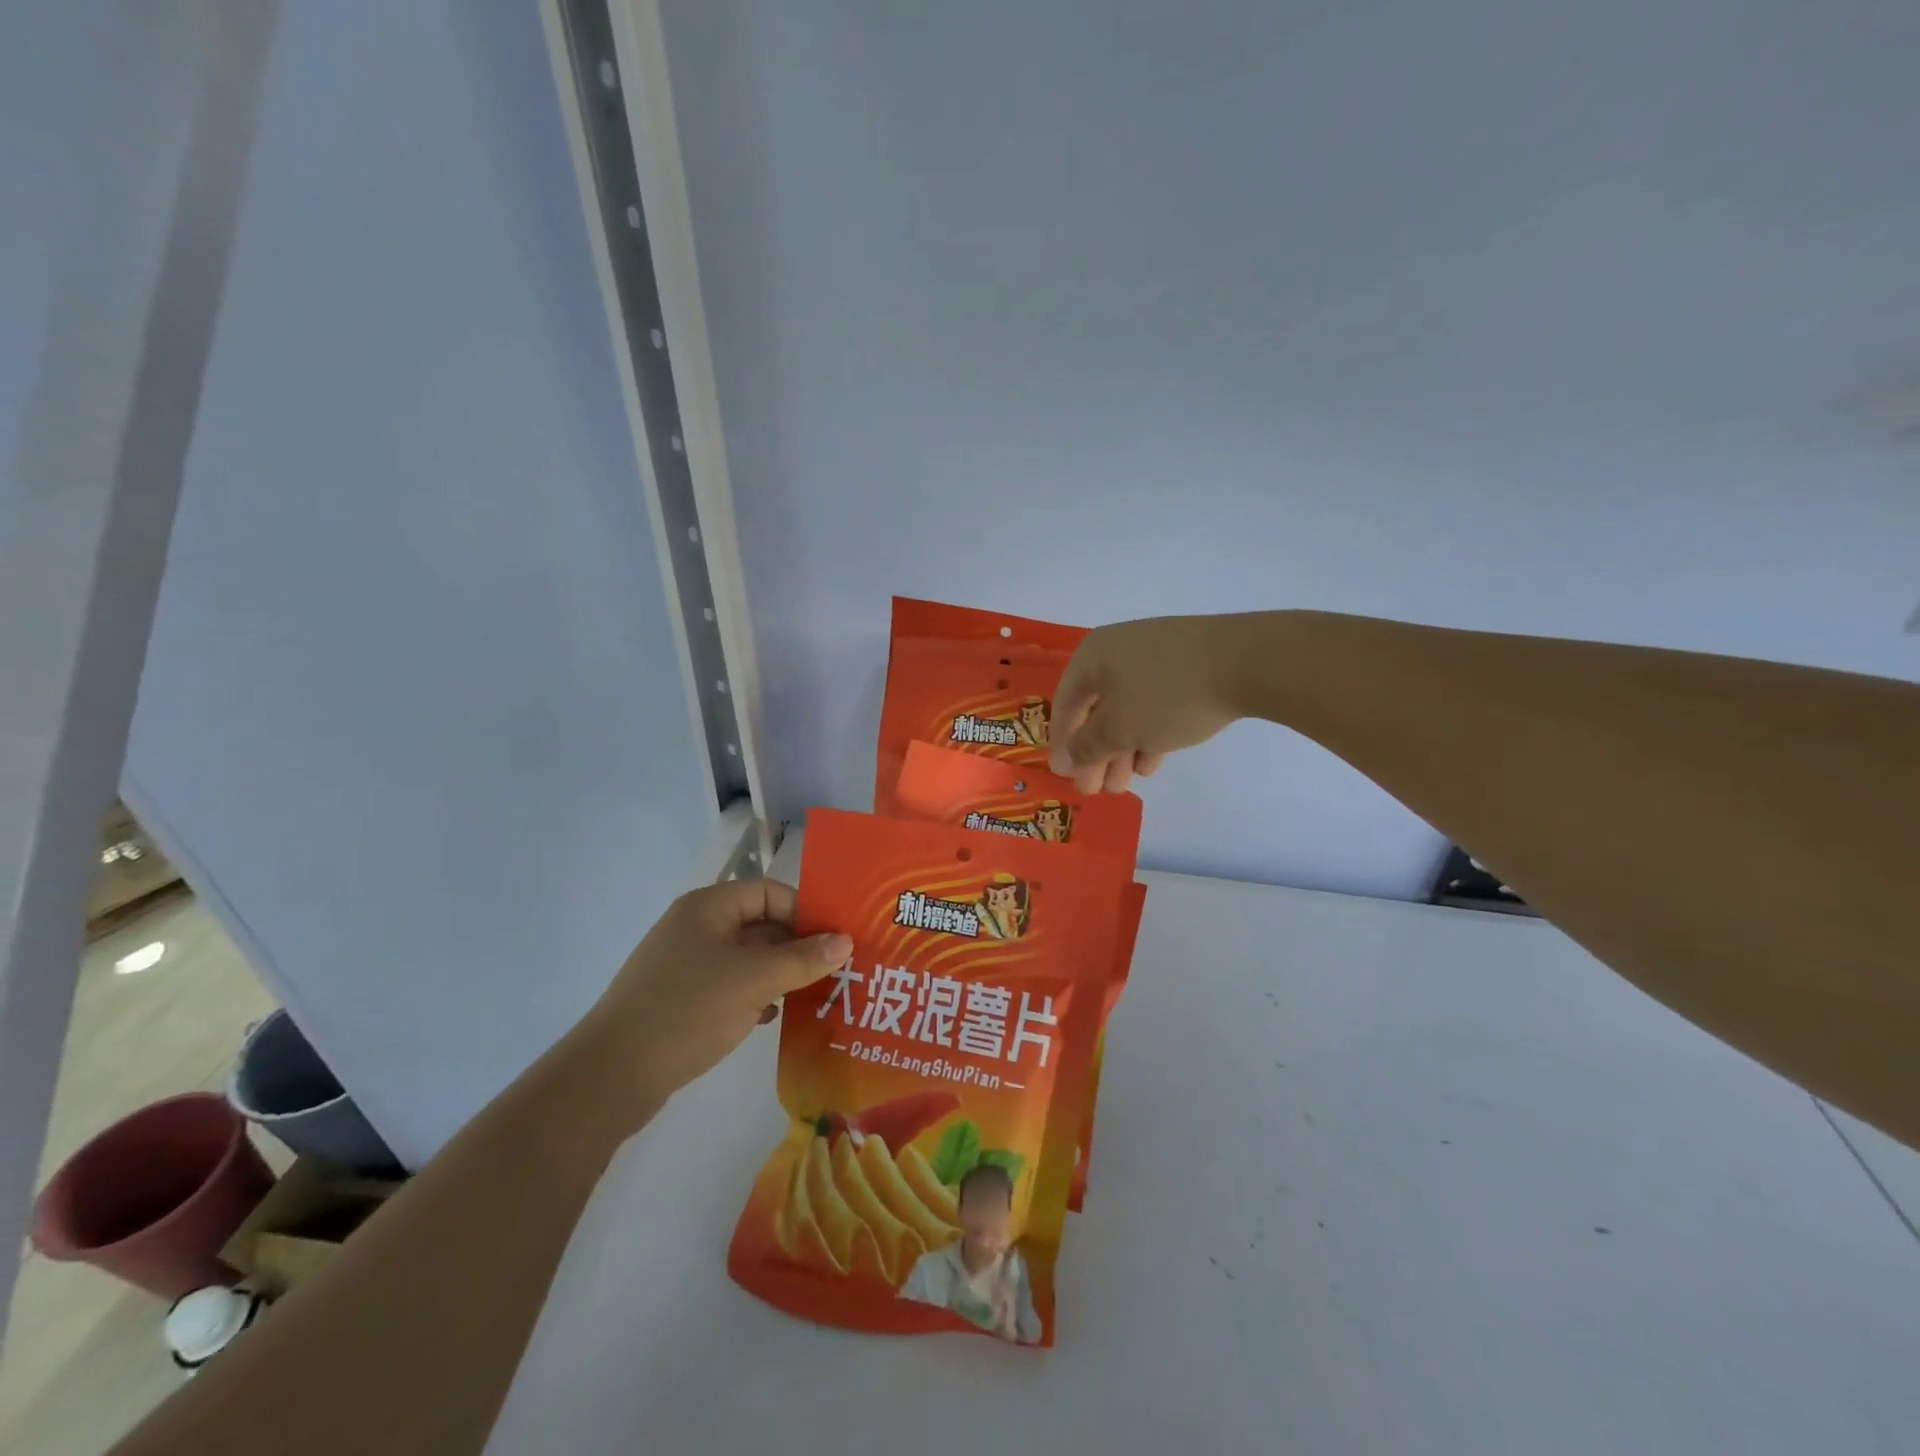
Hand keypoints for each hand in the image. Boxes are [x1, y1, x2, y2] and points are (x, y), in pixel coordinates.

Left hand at [573, 880, 851, 1118]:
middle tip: (838, 969)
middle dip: (798, 946)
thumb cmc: (687, 1011)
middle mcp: (696, 927)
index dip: (805, 911)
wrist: (611, 1076)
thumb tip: (846, 940)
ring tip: (817, 994)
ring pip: (747, 959)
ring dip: (780, 973)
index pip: (769, 893)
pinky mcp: (681, 999)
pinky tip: (774, 1016)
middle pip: (760, 924)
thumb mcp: (753, 980)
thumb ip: (803, 959)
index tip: (837, 939)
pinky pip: (731, 986)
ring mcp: (686, 965)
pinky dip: (756, 995)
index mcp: (708, 907)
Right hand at [1047, 615, 1255, 792]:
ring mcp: (1157, 656)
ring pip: (1128, 709)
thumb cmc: (1167, 695)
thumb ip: (1086, 747)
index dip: (1062, 742)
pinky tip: (1152, 761)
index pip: (1065, 703)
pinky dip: (1149, 732)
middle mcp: (1119, 650)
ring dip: (1121, 749)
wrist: (1248, 661)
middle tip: (1097, 789)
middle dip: (1096, 753)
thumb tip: (1063, 760)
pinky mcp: (1188, 665)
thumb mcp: (1118, 728)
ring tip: (1125, 784)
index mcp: (1093, 655)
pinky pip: (1156, 702)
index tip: (1066, 776)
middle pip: (1097, 708)